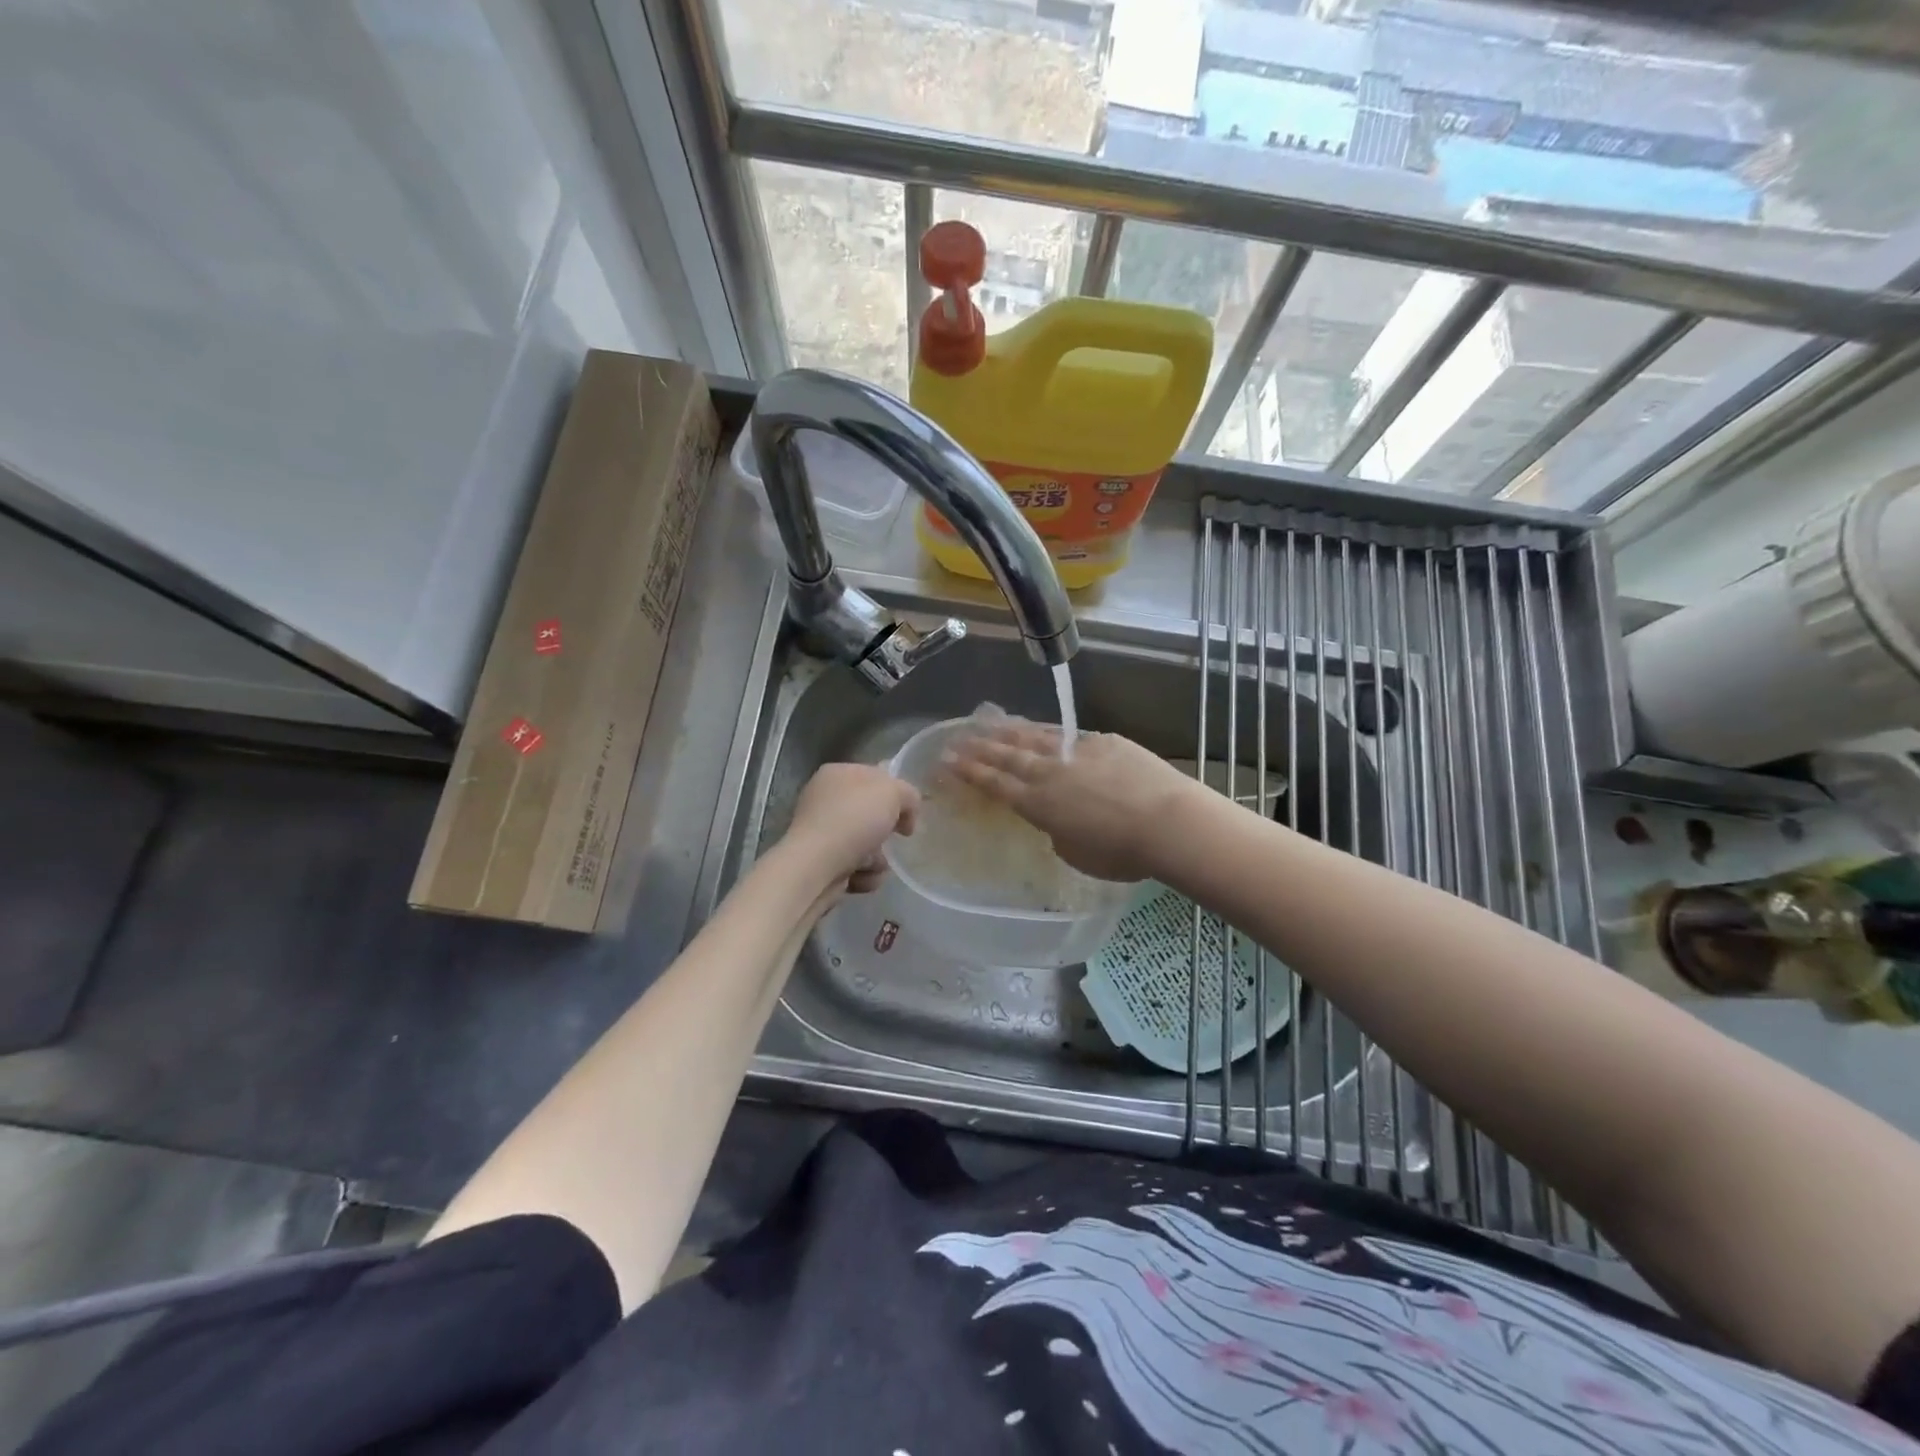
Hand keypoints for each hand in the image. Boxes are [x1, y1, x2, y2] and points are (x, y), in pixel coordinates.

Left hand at [782, 762, 919, 893]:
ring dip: (877, 859)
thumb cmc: (854, 820)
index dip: (897, 795)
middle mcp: (825, 800)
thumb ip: (909, 795)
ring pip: (867, 844)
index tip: (909, 815)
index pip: (876, 777)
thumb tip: (906, 814)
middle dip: (886, 832)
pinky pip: (855, 867)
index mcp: (837, 773)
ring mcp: (821, 832)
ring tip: (870, 864)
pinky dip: (863, 874)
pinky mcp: (821, 863)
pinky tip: (857, 877)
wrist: (816, 866)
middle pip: (872, 815)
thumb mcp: (893, 793)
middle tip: (892, 839)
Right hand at [943, 722, 1196, 881]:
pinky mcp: (1105, 742)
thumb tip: (1058, 819)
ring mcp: (1078, 752)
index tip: (948, 759)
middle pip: (1008, 754)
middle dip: (980, 747)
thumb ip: (1059, 832)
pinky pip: (1069, 734)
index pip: (995, 784)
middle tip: (958, 737)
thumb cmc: (1121, 853)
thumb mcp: (1076, 853)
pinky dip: (1050, 732)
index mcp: (1038, 804)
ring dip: (1010, 731)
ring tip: (991, 722)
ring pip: (1036, 737)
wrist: (1168, 823)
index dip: (970, 772)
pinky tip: (1046, 729)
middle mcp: (1051, 772)